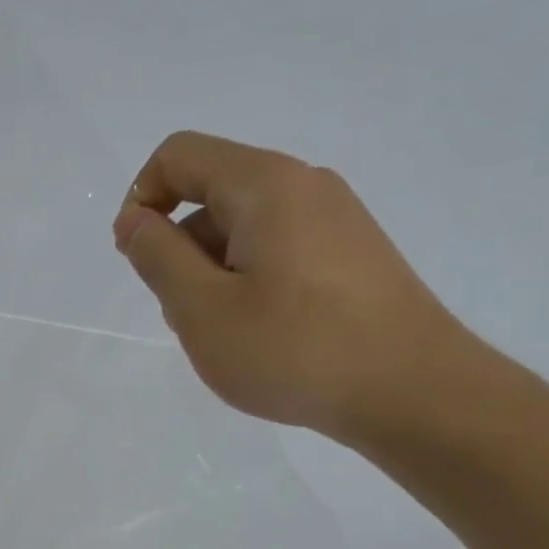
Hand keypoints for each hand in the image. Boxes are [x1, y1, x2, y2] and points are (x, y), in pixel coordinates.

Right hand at [112, 131, 474, 443]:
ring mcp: (336, 218)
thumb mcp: (202, 309)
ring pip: (244, 227)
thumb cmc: (295, 349)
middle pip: (212, 192)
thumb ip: (157, 256)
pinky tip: (265, 335)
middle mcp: (304, 185)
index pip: (179, 156)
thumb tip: (135, 219)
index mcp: (265, 184)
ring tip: (228, 334)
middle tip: (189, 315)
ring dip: (214, 271)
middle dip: (179, 247)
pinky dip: (250, 281)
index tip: (138, 259)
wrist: (414, 393)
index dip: (142, 199)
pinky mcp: (353, 253)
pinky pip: (279, 249)